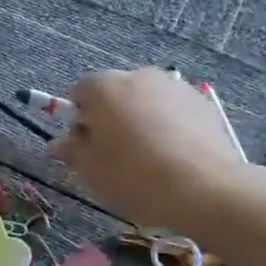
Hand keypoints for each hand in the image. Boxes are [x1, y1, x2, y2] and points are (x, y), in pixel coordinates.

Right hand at [50, 68, 250, 231]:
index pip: (80, 91)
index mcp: (105, 87)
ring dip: (140, 120)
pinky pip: (173, 110)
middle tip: (115, 155)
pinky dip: (168, 125)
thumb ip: (72, 151)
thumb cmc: (135, 177)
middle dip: (110, 117)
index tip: (86, 148)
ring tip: (149, 158)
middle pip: (114, 92)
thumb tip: (59, 143)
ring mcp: (175, 87)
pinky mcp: (203, 103)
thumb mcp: (92, 171)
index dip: (78, 119)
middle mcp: (139, 76)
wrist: (206, 189)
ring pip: (145, 100)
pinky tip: (175, 157)